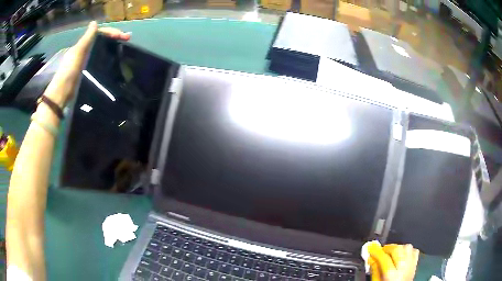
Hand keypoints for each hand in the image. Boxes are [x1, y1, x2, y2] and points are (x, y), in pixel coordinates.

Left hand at [43, 21, 129, 107]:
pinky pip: (98, 62)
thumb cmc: (69, 71)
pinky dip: (106, 60)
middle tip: (127, 41)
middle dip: (114, 39)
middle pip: (101, 41)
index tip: (125, 36)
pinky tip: (112, 63)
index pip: (100, 33)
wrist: (62, 95)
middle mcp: (83, 52)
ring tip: (123, 51)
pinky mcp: (85, 74)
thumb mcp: (78, 52)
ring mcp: (84, 63)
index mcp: (82, 45)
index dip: (112, 32)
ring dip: (111, 49)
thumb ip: (87, 37)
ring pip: (100, 51)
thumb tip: (94, 22)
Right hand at [368, 243, 419, 280]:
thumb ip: (374, 270)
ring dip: (397, 248)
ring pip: (406, 247)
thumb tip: (371, 258)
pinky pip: (414, 251)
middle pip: (397, 249)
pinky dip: (407, 251)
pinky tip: (401, 255)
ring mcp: (411, 265)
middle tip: (379, 251)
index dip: (376, 251)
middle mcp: (404, 268)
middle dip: (387, 248)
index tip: (370, 248)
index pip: (384, 258)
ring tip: (390, 253)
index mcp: (392, 275)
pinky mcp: (415, 264)